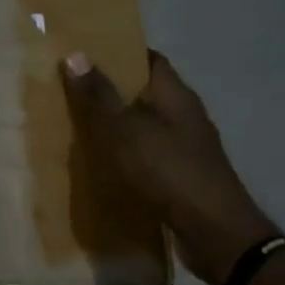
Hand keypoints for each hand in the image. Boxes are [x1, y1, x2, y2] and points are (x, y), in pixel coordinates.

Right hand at [60, 50, 272, 284]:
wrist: (213, 231)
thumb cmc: (169, 172)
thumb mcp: (126, 131)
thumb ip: (100, 97)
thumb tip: (74, 54)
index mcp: (176, 96)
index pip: (150, 60)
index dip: (120, 53)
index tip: (85, 54)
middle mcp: (185, 116)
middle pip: (146, 93)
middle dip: (112, 90)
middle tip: (71, 91)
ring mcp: (186, 148)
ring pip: (145, 126)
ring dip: (118, 125)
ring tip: (78, 127)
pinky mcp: (181, 177)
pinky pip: (148, 155)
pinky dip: (126, 154)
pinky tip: (103, 164)